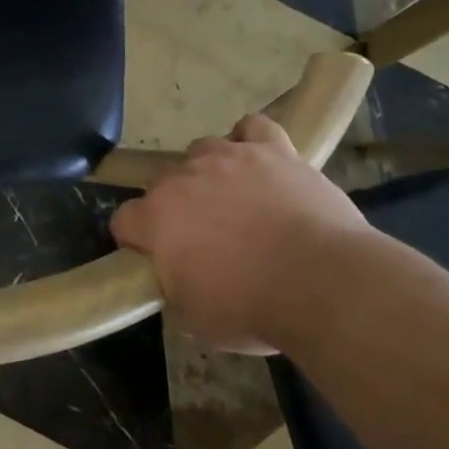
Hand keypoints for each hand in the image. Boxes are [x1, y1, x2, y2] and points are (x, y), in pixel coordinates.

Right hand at [111, 114, 372, 352]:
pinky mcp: (272, 148)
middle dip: (176, 207)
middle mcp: (183, 177)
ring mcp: (228, 156)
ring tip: (235, 201)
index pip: (124, 220)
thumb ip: (174, 289)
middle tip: (204, 239)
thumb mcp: (196, 320)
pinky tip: (259, 160)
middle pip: (163, 183)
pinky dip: (251, 140)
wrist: (324, 284)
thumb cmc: (253, 308)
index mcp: (156, 218)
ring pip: (202, 150)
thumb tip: (176, 279)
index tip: (155, 260)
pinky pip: (253, 128)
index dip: (137, 240)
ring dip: (209, 173)